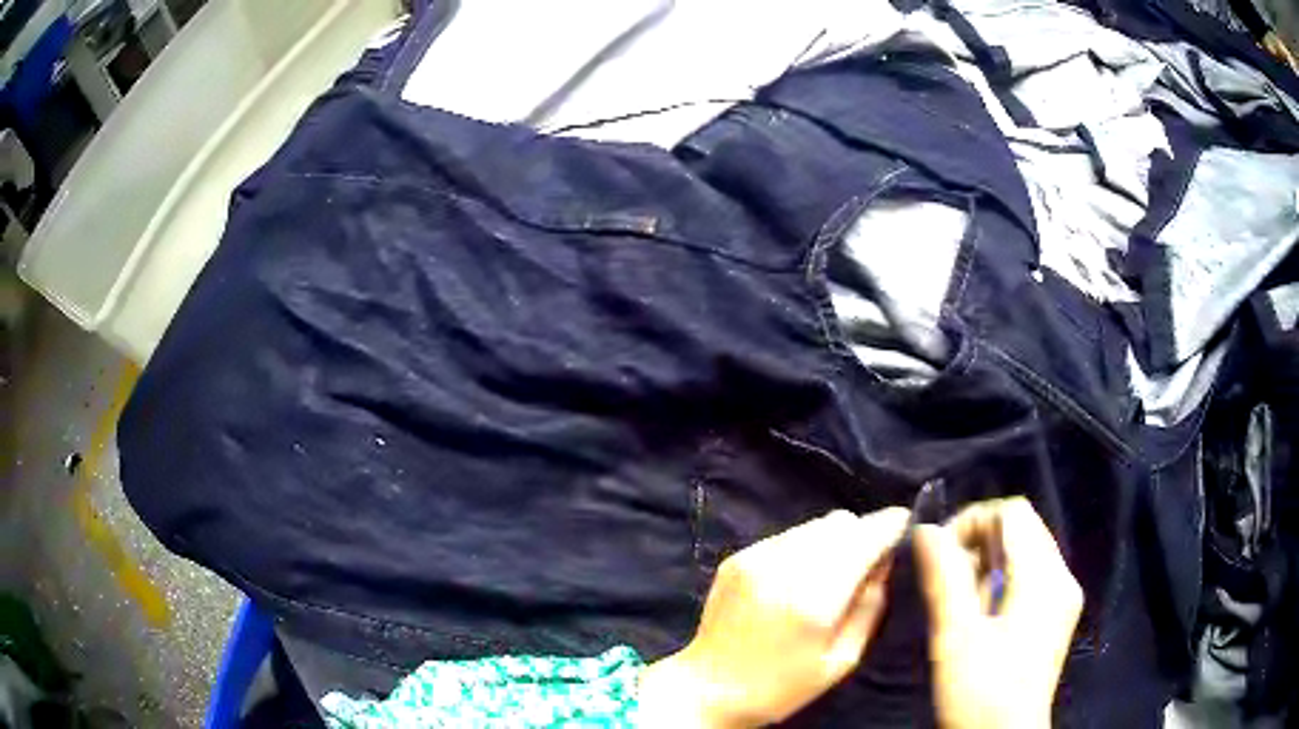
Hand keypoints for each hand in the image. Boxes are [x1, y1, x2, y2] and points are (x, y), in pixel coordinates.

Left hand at [638, 508, 910, 727]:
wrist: (708, 688)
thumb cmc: (782, 686)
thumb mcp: (841, 660)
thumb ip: (870, 606)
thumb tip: (885, 561)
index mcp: (815, 599)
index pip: (864, 538)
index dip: (890, 525)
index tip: (904, 524)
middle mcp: (784, 568)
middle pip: (840, 523)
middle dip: (862, 535)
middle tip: (866, 564)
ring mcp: (755, 558)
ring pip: (814, 525)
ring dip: (833, 540)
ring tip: (831, 576)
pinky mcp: (737, 558)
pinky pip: (787, 536)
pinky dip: (804, 548)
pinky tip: (798, 580)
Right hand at [914, 497, 1082, 728]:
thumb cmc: (980, 693)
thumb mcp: (956, 638)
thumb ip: (944, 579)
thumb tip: (925, 530)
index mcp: (1044, 577)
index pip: (1012, 513)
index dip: (972, 520)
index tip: (939, 554)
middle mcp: (1062, 578)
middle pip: (1022, 529)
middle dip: (980, 543)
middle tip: (947, 580)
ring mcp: (1063, 598)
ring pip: (1026, 552)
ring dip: (989, 565)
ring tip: (962, 604)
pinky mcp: (1057, 617)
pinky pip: (1031, 577)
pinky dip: (1003, 583)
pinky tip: (983, 617)